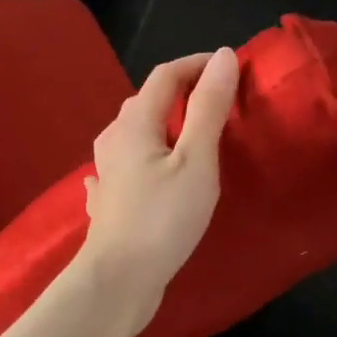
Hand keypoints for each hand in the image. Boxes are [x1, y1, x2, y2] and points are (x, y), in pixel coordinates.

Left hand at [78, 48, 239, 327]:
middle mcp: (114, 138)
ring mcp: (106, 170)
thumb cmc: (163, 218)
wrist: (118, 280)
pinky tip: (144, 171)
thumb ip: (209, 108)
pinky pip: (125, 163)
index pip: (166, 75)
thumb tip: (221, 56)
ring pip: (135, 132)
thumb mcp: (196, 160)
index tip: (229, 67)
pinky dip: (142, 156)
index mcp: (135, 122)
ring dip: (162, 123)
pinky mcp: (108, 199)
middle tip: (218, 100)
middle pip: (147, 101)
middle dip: (181, 91)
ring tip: (189, 133)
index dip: (197, 64)